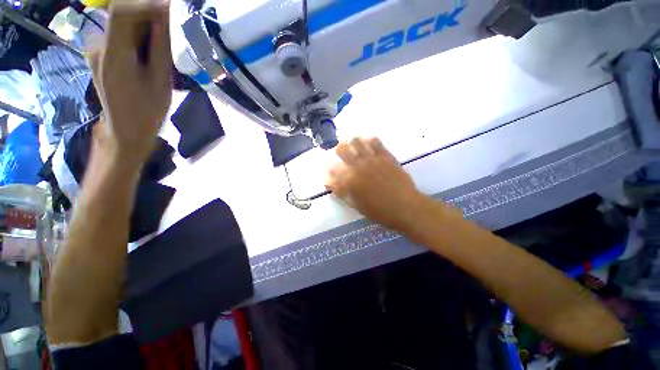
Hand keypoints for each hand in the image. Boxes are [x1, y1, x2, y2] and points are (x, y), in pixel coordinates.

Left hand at [89, 1, 170, 164]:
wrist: (126, 129)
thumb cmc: (147, 111)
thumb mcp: (160, 81)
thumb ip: (160, 48)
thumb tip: (165, 18)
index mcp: (113, 55)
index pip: (121, 12)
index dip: (146, 3)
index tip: (171, 6)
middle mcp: (98, 47)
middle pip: (122, 16)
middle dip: (148, 14)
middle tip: (172, 24)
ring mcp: (96, 49)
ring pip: (122, 24)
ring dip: (144, 25)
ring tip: (163, 40)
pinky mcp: (100, 54)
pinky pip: (120, 34)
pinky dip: (137, 34)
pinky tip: (150, 48)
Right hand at [325, 137, 429, 231]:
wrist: (405, 207)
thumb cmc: (379, 211)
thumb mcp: (356, 205)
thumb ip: (341, 192)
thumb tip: (330, 182)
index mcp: (349, 180)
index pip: (332, 168)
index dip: (327, 166)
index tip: (327, 165)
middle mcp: (358, 166)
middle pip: (341, 149)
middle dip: (338, 150)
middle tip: (341, 153)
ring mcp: (372, 159)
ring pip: (357, 141)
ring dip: (351, 142)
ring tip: (353, 145)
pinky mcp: (385, 156)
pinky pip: (375, 142)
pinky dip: (368, 140)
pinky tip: (367, 142)